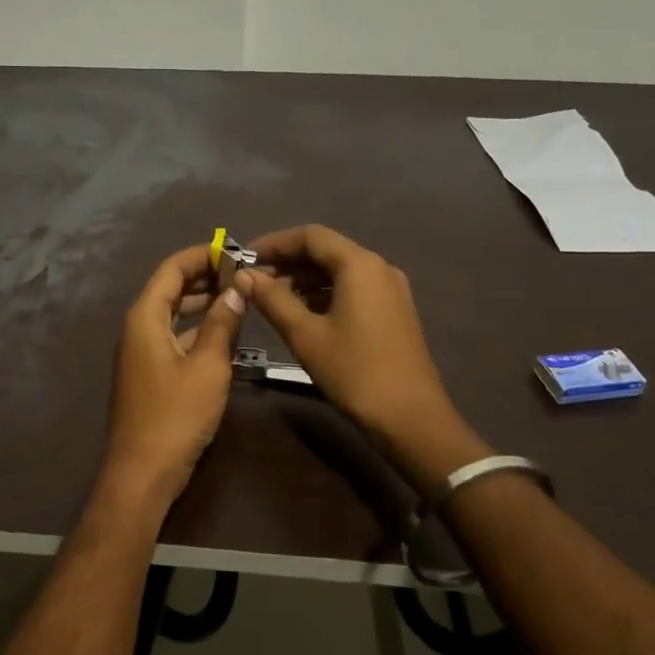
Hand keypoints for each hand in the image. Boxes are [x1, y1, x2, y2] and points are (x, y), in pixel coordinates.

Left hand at [103, 244, 246, 507]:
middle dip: (205, 278)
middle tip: (243, 274)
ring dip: (203, 304)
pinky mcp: (149, 373)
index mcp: (145, 317)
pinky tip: (225, 334)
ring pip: (174, 315)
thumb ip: (222, 324)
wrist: (142, 473)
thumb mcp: (208, 366)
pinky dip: (198, 330)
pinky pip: (174, 338)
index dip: (201, 256)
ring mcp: (141, 352)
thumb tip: (236, 289)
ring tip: (239, 298)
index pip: (172, 270)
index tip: (234, 251)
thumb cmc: (176, 415)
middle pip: (171, 289)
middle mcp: (138, 328)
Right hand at [237, 224, 464, 450]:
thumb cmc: (354, 372)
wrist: (411, 419)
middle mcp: (378, 268)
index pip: (310, 236)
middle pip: (325, 251)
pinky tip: (301, 314)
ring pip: (338, 271)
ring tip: (270, 300)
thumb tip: (244, 275)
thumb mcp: (305, 335)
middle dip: (287, 262)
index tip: (244, 258)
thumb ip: (272, 299)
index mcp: (359, 265)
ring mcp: (389, 290)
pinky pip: (352, 289)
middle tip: (252, 281)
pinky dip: (323, 294)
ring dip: (304, 280)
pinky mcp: (393, 311)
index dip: (274, 243)